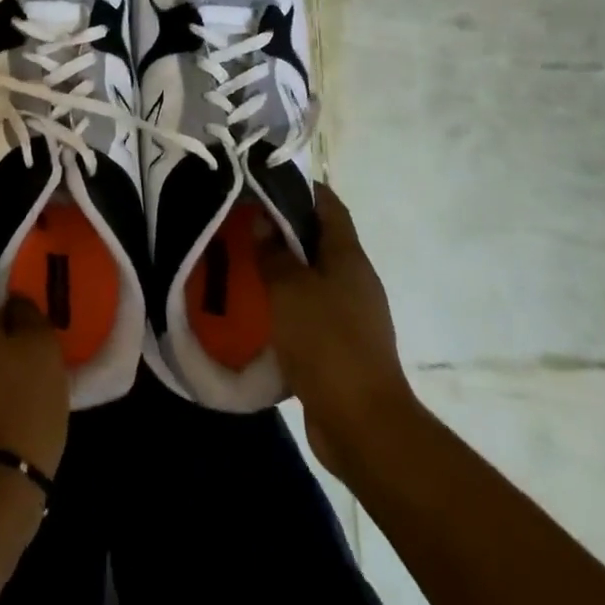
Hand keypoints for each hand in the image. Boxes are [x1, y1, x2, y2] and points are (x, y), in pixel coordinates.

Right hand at [259, 183, 417, 475]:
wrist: (363, 425)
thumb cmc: (328, 344)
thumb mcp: (291, 290)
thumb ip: (274, 253)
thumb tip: (263, 219)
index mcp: (349, 258)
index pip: (329, 206)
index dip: (302, 188)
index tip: (265, 180)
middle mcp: (354, 280)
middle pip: (318, 241)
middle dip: (282, 229)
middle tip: (242, 222)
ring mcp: (350, 316)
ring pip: (310, 278)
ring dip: (281, 269)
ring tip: (241, 262)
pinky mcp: (339, 347)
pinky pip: (308, 312)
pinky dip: (284, 305)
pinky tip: (255, 309)